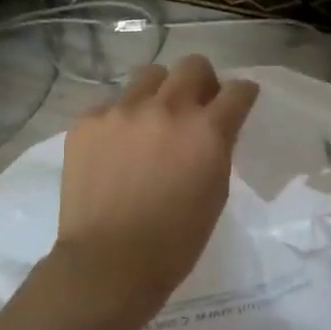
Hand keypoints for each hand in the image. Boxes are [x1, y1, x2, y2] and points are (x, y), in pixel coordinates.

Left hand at [50, 56, 258, 328]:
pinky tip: (118, 148)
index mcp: (207, 130)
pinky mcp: (87, 123)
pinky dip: (121, 119)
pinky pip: (110, 104)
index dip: (243, 94)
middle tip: (198, 106)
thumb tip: (211, 131)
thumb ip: (217, 150)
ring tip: (154, 120)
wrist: (110, 263)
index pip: (238, 90)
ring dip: (160, 91)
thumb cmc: (176, 241)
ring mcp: (122, 112)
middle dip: (203, 82)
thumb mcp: (216, 192)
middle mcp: (167, 109)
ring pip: (149, 75)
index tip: (240, 102)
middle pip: (194, 65)